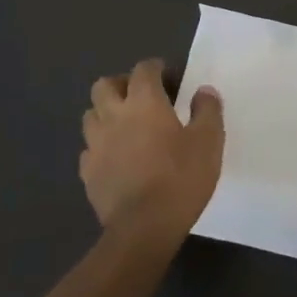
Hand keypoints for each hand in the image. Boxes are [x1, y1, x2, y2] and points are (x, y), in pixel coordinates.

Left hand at [80, 59, 223, 240]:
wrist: (143, 228)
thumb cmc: (180, 178)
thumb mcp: (209, 141)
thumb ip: (207, 110)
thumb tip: (203, 91)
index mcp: (144, 102)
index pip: (143, 69)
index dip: (155, 68)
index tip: (168, 76)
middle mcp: (114, 115)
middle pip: (105, 85)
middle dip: (121, 84)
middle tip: (141, 96)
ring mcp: (95, 144)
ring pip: (91, 115)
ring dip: (106, 113)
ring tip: (125, 126)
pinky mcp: (87, 172)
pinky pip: (89, 149)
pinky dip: (101, 147)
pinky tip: (116, 158)